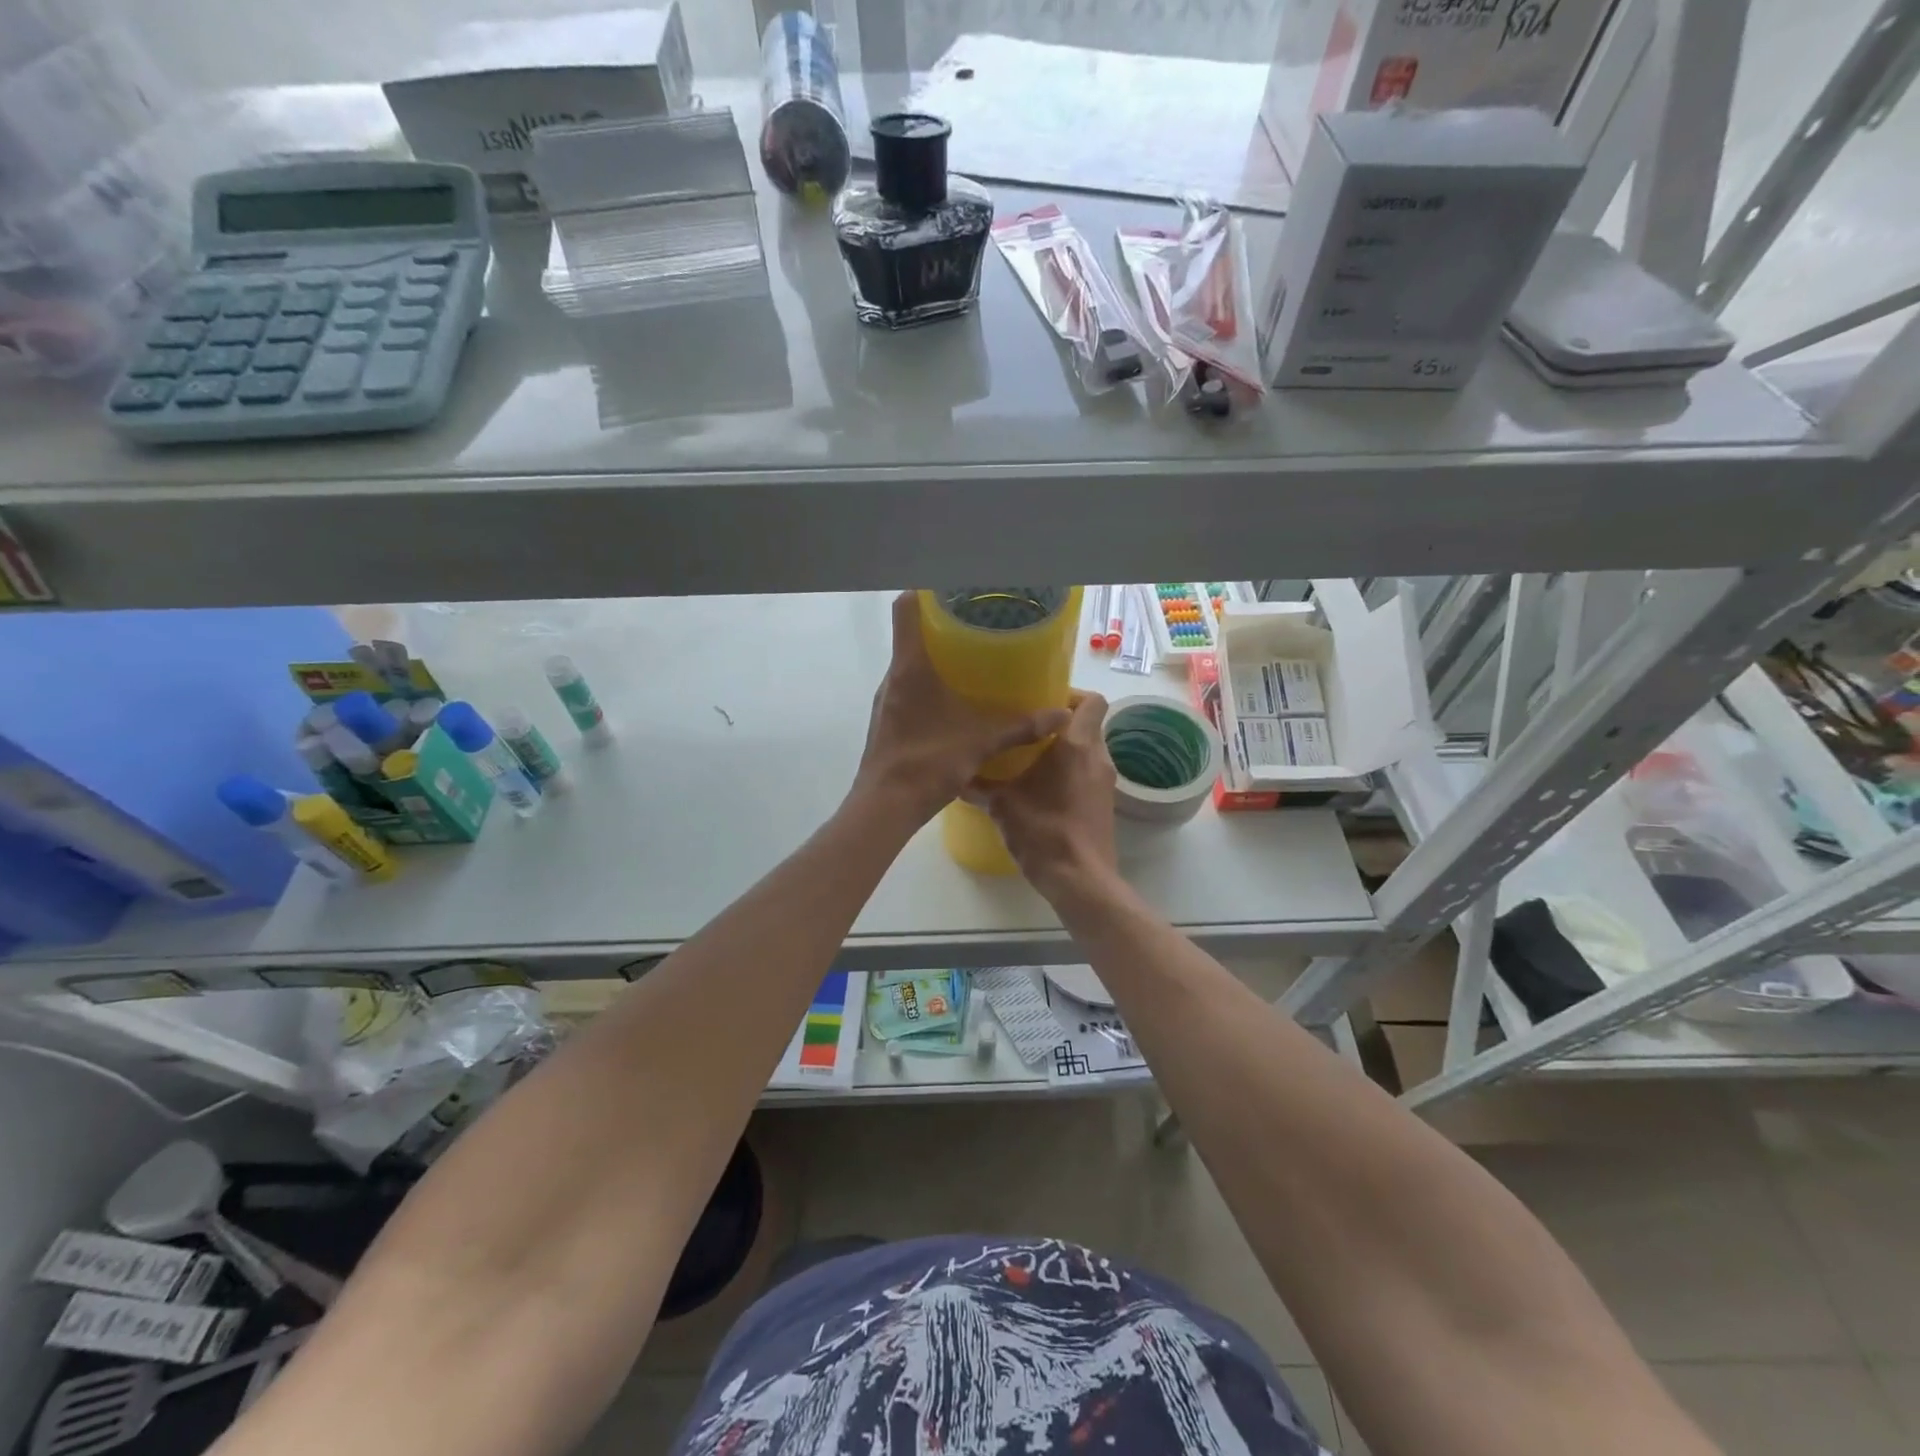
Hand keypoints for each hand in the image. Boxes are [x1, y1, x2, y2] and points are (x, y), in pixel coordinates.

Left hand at [852, 593, 1071, 827]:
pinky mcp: (885, 719)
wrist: (884, 806)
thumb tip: (1061, 715)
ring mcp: (885, 699)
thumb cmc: (928, 763)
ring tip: (969, 659)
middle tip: (975, 622)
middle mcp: (892, 676)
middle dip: (940, 624)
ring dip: (934, 657)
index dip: (924, 589)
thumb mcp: (980, 742)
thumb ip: (1020, 726)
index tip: (951, 586)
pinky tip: (952, 701)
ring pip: (908, 664)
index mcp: (910, 667)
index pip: (906, 608)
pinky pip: (906, 688)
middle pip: (909, 634)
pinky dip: (927, 684)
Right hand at [967, 691, 1118, 898]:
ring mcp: (1105, 783)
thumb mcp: (1002, 805)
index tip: (1042, 702)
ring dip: (1065, 751)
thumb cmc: (1043, 831)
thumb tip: (955, 776)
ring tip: (1030, 759)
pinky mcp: (1105, 805)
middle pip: (1089, 725)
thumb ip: (979, 786)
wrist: (1080, 880)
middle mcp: (1098, 757)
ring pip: (1089, 751)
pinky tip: (1042, 790)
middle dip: (1061, 724)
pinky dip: (1070, 774)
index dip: (1071, 695)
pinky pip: (1088, 775)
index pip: (1092, 700)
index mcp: (1076, 745)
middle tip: (1027, 729)